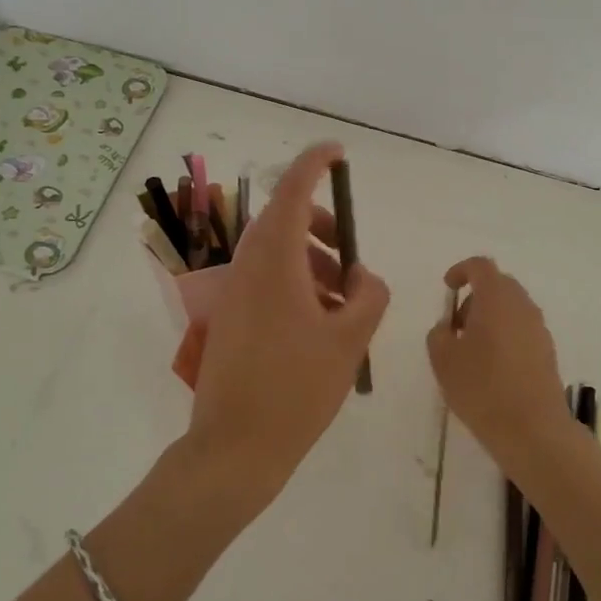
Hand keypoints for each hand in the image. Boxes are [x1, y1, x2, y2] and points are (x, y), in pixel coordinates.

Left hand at [187, 142, 389, 517]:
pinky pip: (266, 280)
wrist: (235, 448)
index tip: (337, 153)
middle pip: (284, 220)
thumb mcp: (349, 340)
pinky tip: (322, 322)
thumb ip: (368, 297)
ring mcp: (235, 293)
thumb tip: (363, 277)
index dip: (314, 164)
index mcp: (275, 262)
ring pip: (276, 253)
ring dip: (312, 259)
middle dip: (321, 225)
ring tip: (344, 300)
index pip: (292, 191)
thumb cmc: (296, 389)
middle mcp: (248, 268)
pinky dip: (296, 283)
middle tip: (350, 254)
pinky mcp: (231, 318)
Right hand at [425, 257, 566, 464]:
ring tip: (471, 351)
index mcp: (496, 297)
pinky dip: (505, 336)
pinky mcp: (548, 351)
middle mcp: (522, 305)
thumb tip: (448, 327)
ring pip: (511, 309)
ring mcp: (539, 328)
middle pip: (498, 285)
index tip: (448, 288)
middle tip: (456, 327)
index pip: (480, 266)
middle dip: (474, 298)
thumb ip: (439, 333)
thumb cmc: (482, 387)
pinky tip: (491, 368)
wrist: (532, 429)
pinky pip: (522, 330)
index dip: (461, 271)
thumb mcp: (443, 359)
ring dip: (490, 318)